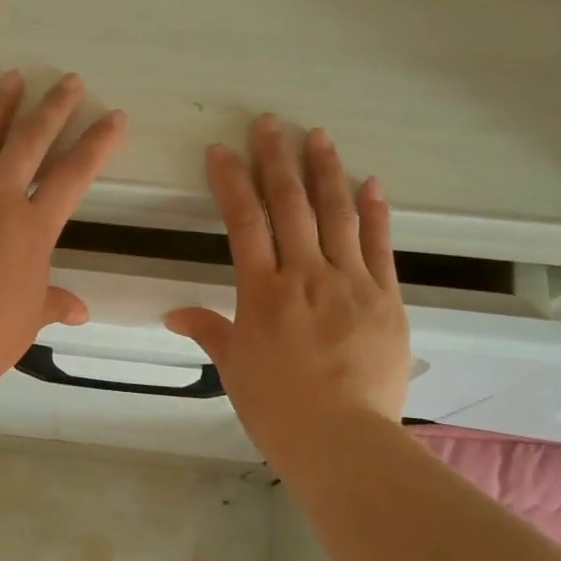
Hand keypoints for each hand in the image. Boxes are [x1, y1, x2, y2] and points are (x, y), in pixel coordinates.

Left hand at [0, 71, 125, 383]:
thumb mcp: (31, 317)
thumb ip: (55, 303)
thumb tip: (78, 311)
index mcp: (32, 228)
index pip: (73, 176)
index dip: (97, 144)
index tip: (114, 117)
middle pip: (29, 142)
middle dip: (53, 108)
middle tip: (68, 81)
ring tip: (12, 78)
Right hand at [165, 115, 409, 470]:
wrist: (340, 437)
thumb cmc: (276, 408)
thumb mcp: (234, 369)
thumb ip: (209, 332)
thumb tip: (174, 314)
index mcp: (262, 293)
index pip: (244, 223)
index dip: (231, 182)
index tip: (223, 151)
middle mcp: (305, 275)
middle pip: (290, 205)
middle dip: (276, 160)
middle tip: (270, 123)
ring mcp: (351, 282)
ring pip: (336, 214)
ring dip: (325, 171)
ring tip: (317, 136)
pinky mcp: (386, 297)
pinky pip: (379, 244)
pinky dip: (374, 211)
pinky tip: (370, 183)